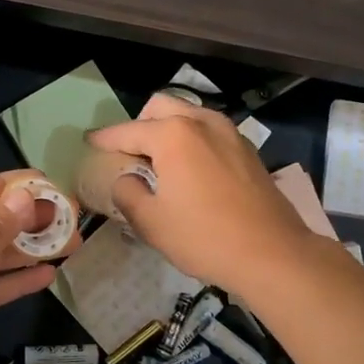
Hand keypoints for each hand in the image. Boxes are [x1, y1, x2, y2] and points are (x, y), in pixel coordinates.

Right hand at [87, 95, 317, 295]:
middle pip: (160, 108)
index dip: (104, 138)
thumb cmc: (205, 238)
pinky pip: (210, 132)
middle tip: (129, 155)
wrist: (273, 255)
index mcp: (173, 134)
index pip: (128, 131)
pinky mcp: (248, 150)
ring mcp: (230, 133)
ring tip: (160, 162)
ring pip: (189, 115)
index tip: (89, 142)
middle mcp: (202, 122)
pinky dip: (193, 140)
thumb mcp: (151, 222)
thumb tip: (126, 180)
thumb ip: (127, 193)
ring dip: (168, 129)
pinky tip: (190, 170)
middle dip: (139, 125)